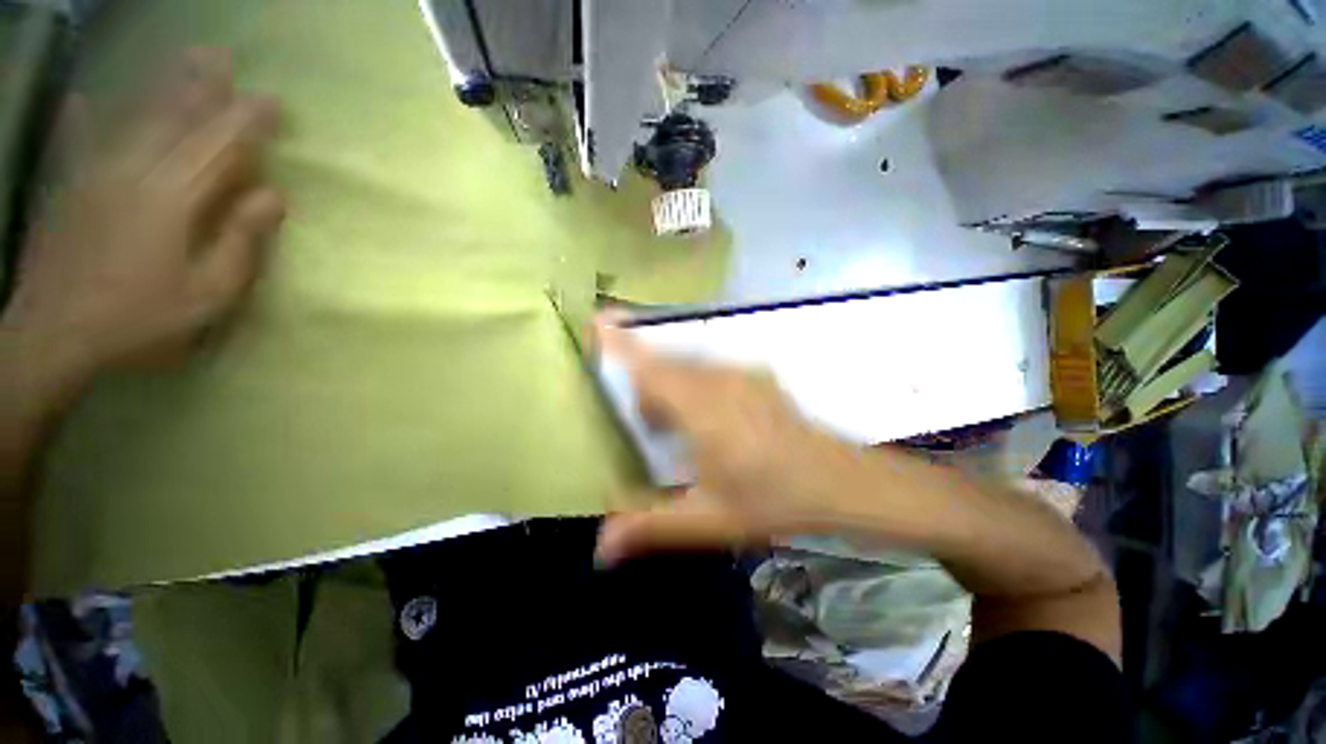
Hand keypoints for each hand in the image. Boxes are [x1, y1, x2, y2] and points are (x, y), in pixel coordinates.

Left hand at [2, 49, 284, 394]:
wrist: (53, 337)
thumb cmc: (140, 320)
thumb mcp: (209, 293)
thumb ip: (240, 241)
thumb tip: (273, 195)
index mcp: (174, 198)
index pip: (220, 146)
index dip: (248, 121)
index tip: (273, 101)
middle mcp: (134, 171)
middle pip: (174, 119)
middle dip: (202, 86)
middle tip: (222, 56)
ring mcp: (94, 174)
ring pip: (133, 119)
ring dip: (159, 87)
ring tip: (180, 61)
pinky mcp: (67, 190)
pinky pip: (75, 143)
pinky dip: (80, 119)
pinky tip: (83, 99)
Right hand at [594, 319, 873, 564]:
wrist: (837, 481)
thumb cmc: (771, 499)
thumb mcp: (707, 519)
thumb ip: (650, 527)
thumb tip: (600, 548)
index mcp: (701, 411)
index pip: (650, 369)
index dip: (621, 343)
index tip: (598, 318)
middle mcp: (717, 381)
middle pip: (664, 366)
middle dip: (646, 388)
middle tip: (652, 428)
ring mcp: (740, 373)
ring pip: (687, 366)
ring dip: (671, 388)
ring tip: (681, 429)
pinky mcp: (755, 375)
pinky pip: (709, 368)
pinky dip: (693, 384)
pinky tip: (711, 419)